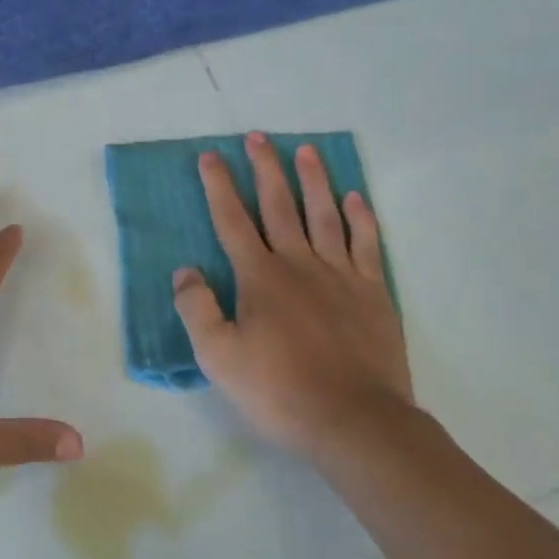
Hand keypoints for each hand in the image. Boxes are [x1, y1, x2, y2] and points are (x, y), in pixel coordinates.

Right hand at [173, 132, 414, 460]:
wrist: (354, 421)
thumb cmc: (279, 390)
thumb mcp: (218, 356)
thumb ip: (197, 308)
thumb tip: (186, 270)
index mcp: (259, 277)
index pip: (232, 220)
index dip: (218, 186)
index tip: (210, 156)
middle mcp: (298, 263)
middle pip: (279, 205)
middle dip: (265, 168)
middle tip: (258, 137)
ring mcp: (340, 274)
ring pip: (324, 214)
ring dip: (313, 180)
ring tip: (305, 150)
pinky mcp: (373, 292)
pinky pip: (366, 244)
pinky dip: (361, 218)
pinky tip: (355, 198)